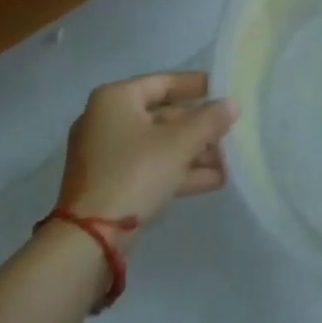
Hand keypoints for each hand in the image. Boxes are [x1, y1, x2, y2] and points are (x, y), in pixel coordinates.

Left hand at [56, 72, 237, 239]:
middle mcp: (106, 120)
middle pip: (162, 116)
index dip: (195, 85)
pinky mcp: (109, 186)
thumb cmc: (134, 173)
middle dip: (198, 128)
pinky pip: (150, 168)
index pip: (163, 82)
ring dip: (193, 152)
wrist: (88, 241)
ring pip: (158, 145)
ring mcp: (106, 156)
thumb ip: (209, 121)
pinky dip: (178, 171)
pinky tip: (213, 180)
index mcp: (116, 98)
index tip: (221, 89)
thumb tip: (233, 104)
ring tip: (228, 160)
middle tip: (228, 132)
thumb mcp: (178, 144)